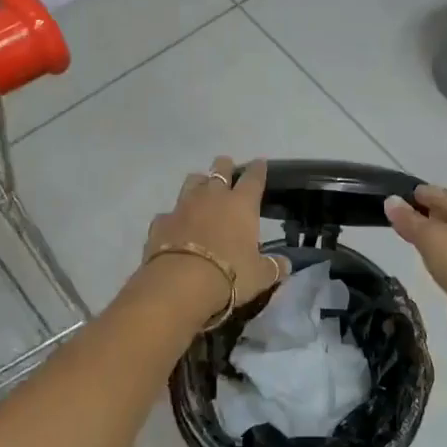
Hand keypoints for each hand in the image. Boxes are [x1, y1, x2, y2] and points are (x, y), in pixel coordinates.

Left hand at [142, 156, 287, 319]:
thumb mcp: (260, 276)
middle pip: (220, 169)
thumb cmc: (230, 275)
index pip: (253, 178)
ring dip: (199, 183)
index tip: (259, 163)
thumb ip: (274, 267)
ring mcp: (183, 206)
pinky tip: (175, 227)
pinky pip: (169, 213)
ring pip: (192, 181)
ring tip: (201, 190)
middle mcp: (212, 197)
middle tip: (227, 167)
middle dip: (225, 166)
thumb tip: (286, 264)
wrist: (180, 283)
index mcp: (241, 204)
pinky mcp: (161, 222)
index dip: (258, 169)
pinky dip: (174, 217)